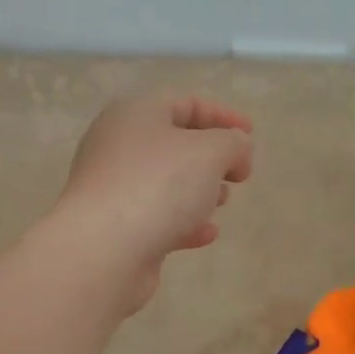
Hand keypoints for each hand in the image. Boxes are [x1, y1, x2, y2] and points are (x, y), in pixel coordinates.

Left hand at [55, 94, 253, 311]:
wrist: (103, 250)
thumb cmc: (158, 185)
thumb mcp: (210, 152)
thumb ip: (232, 143)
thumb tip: (236, 148)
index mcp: (135, 114)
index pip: (185, 103)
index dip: (223, 116)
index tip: (251, 136)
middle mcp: (117, 145)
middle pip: (174, 143)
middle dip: (212, 158)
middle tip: (239, 176)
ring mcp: (112, 187)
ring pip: (165, 182)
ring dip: (199, 190)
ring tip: (222, 203)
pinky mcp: (114, 226)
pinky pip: (155, 216)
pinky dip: (183, 221)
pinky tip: (206, 235)